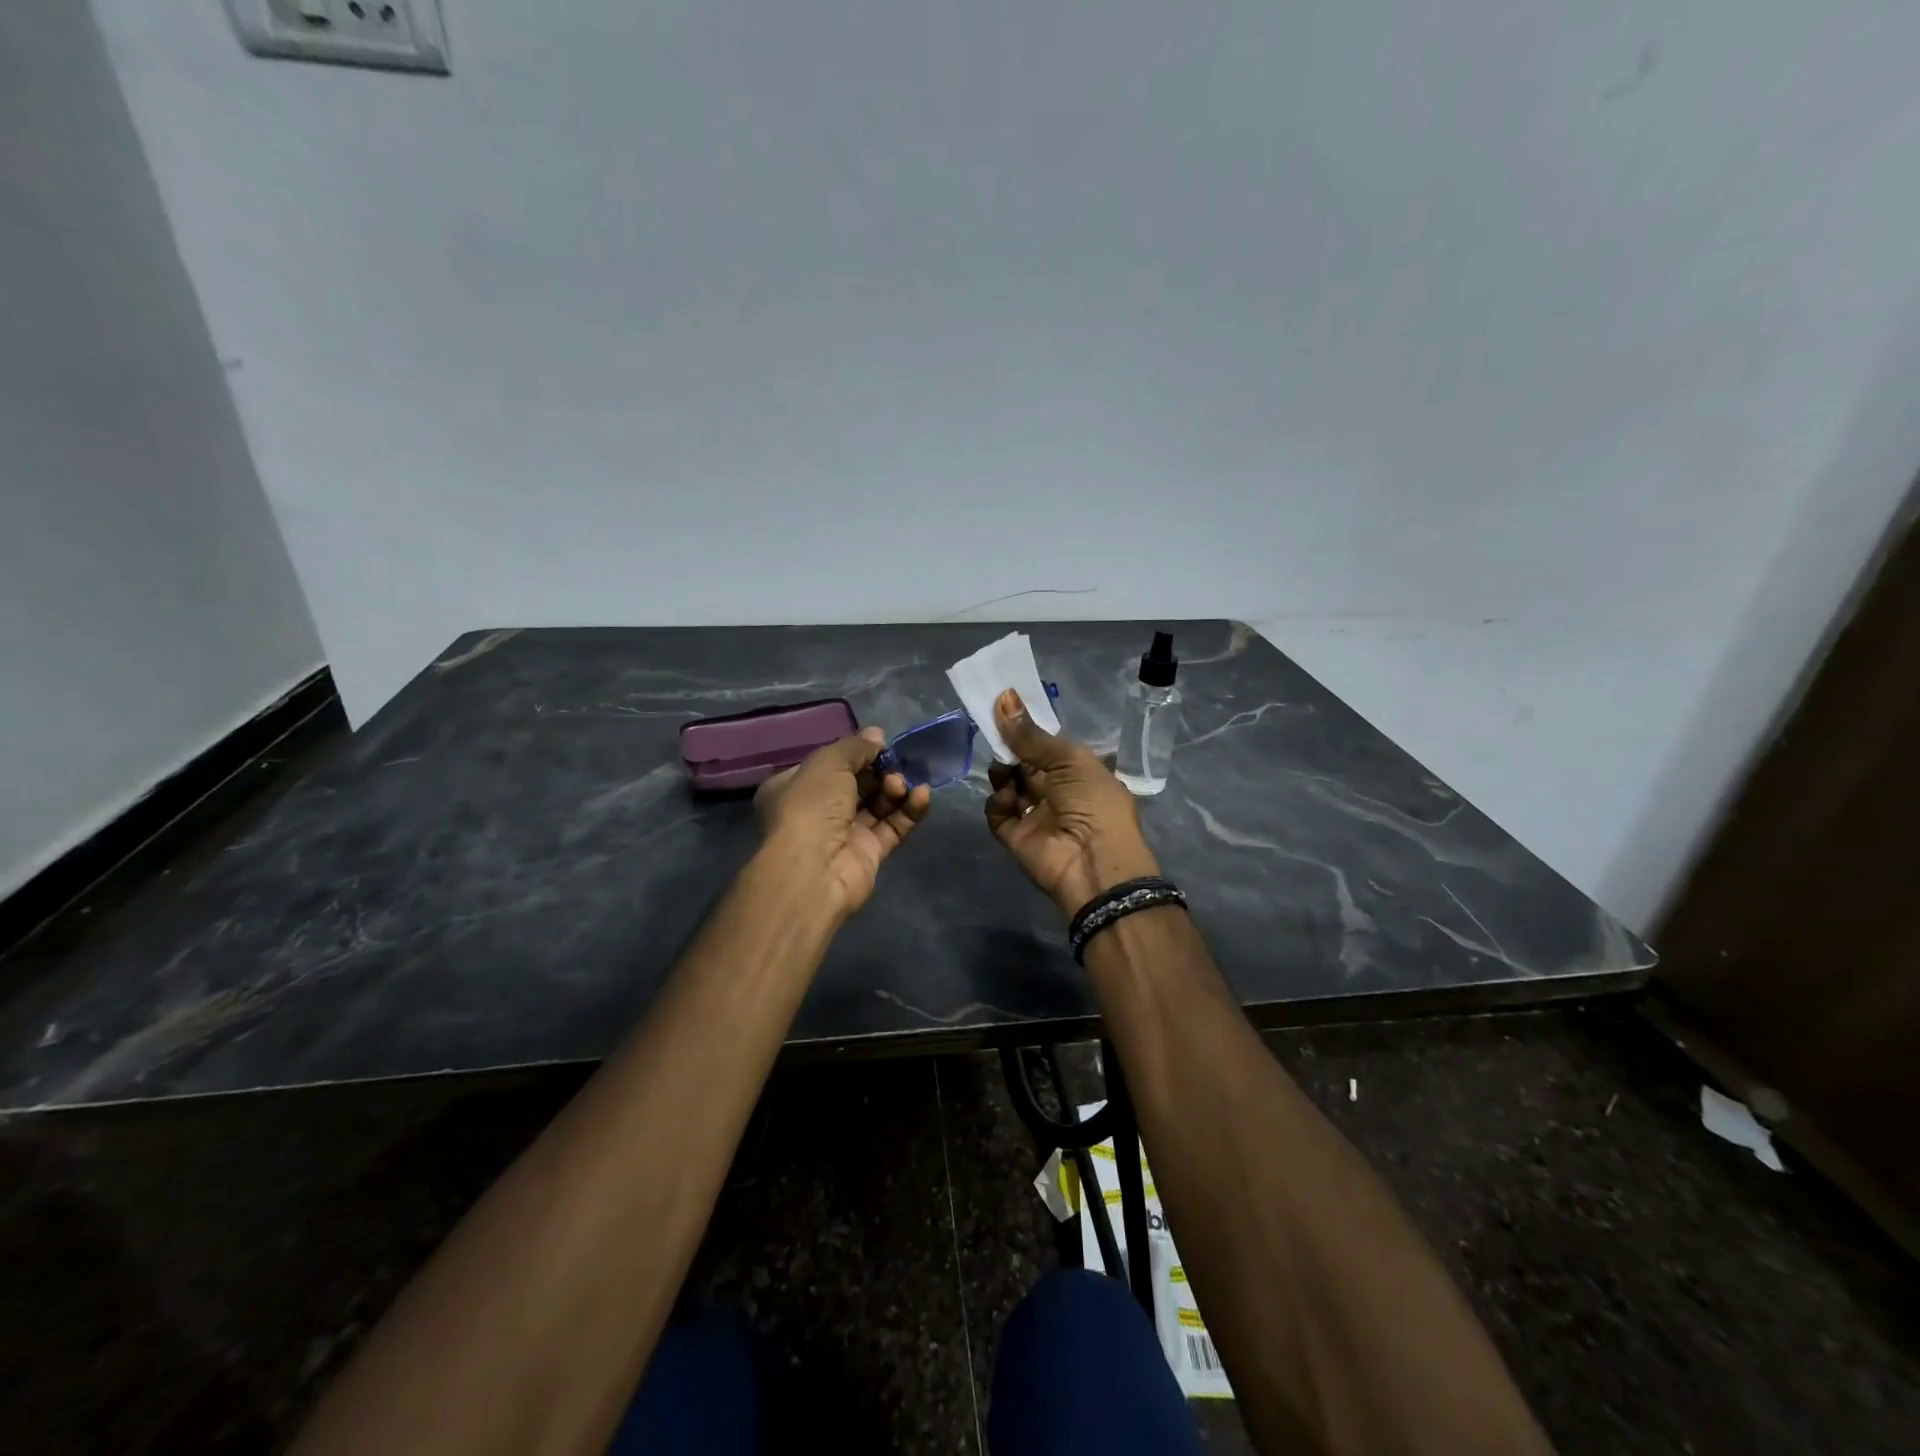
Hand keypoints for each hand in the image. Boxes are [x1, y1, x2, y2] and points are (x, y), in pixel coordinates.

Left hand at [754, 727, 931, 917]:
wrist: (813, 870)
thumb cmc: (810, 807)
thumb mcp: (828, 763)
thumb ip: (855, 747)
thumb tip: (877, 735)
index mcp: (796, 787)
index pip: (829, 765)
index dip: (856, 753)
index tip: (880, 745)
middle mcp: (818, 811)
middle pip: (858, 784)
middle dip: (880, 771)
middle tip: (895, 764)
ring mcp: (844, 834)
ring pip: (878, 805)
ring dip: (895, 789)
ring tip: (901, 783)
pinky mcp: (869, 854)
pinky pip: (893, 827)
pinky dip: (909, 810)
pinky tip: (922, 795)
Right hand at [984, 689, 1161, 918]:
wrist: (1093, 863)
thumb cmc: (1093, 802)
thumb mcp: (1068, 760)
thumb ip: (1031, 735)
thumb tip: (1004, 697)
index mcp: (1079, 772)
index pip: (1048, 746)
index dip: (1028, 730)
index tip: (1004, 709)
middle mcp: (1058, 792)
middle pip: (1025, 764)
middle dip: (1010, 749)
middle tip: (994, 734)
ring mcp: (1036, 816)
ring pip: (1009, 786)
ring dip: (1003, 774)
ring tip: (1003, 770)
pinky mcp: (1017, 837)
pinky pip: (998, 814)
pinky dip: (998, 804)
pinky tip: (1006, 799)